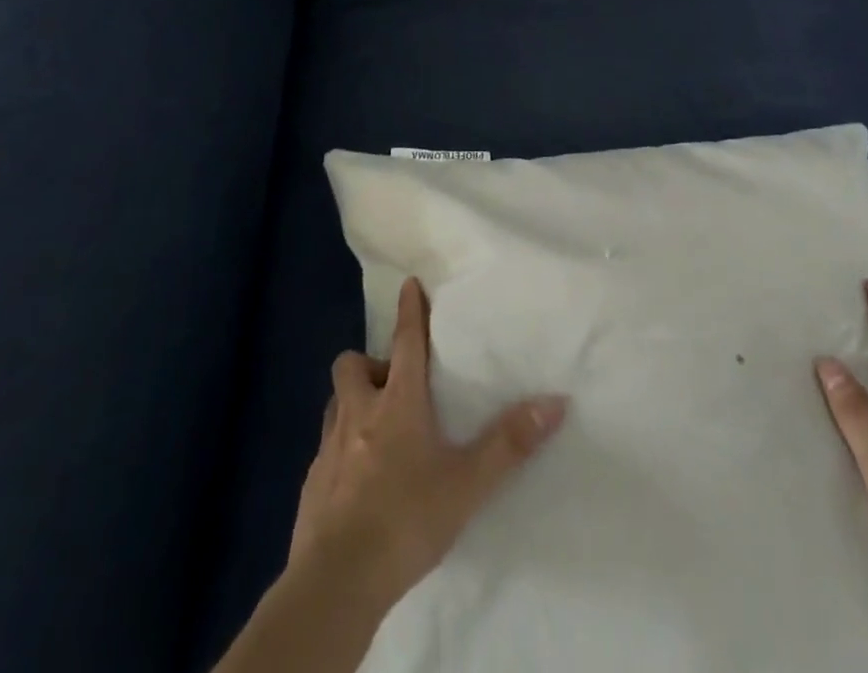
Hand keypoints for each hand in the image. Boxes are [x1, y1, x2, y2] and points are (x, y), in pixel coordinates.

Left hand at [287, 277, 569, 613]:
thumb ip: (510, 443)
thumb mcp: (468, 484)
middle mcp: (358, 414)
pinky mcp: (311, 484)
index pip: (405, 341)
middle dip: (369, 363)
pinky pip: (325, 448)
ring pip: (335, 403)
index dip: (409, 311)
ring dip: (352, 403)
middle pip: (352, 365)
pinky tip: (358, 480)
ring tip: (375, 426)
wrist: (336, 583)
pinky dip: (340, 449)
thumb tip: (556, 401)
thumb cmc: (406, 519)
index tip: (409, 284)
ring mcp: (328, 449)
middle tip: (393, 383)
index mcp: (397, 403)